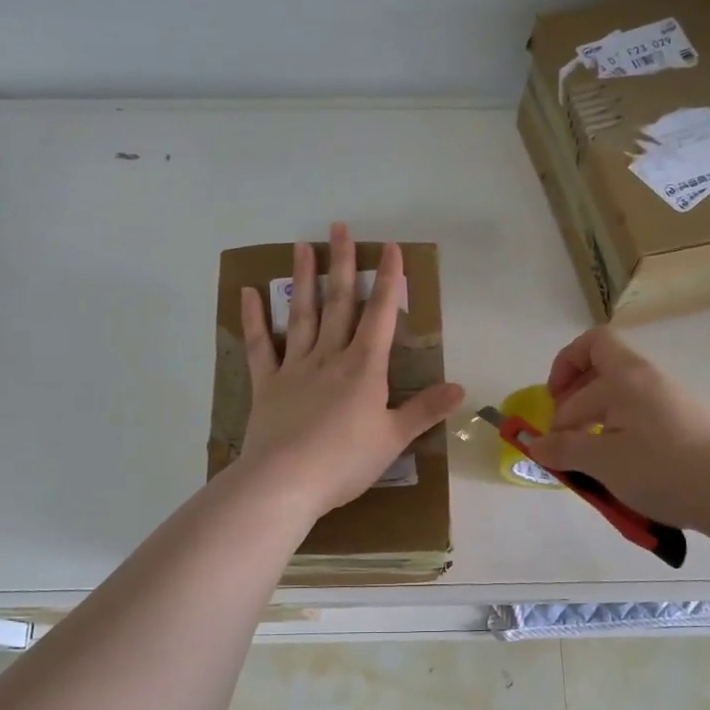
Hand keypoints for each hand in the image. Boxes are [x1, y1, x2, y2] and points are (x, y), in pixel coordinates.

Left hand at [237, 223, 465, 515]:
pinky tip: (249, 293)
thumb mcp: (393, 439)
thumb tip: (460, 388)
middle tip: (340, 228)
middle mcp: (330, 357)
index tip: (391, 249)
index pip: (381, 316)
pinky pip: (259, 346)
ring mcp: (294, 368)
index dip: (389, 281)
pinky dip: (254, 320)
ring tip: (302, 246)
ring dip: (303, 280)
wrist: (286, 481)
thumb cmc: (345, 462)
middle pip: (339, 304)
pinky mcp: (266, 385)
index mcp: (364, 368)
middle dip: (343, 265)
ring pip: (302, 315)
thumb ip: (424, 410)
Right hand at [519, 327, 709, 527]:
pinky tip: (618, 466)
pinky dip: (619, 433)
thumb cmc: (663, 469)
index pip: (585, 351)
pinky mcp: (685, 425)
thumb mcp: (603, 462)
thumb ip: (564, 449)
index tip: (552, 409)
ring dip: (595, 420)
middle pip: (602, 368)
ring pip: (621, 396)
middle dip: (574, 398)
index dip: (561, 374)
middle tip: (563, 435)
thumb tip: (535, 444)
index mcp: (625, 376)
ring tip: (588, 457)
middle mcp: (648, 379)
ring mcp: (670, 401)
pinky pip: (640, 417)